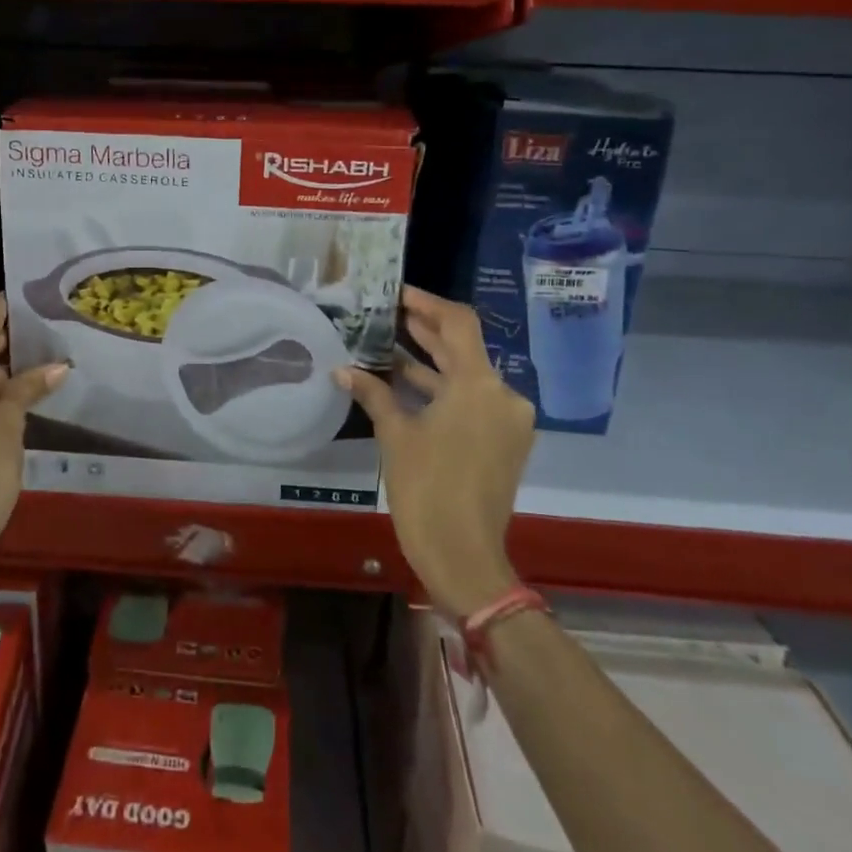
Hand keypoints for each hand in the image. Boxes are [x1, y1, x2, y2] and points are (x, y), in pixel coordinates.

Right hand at [335, 287, 534, 618]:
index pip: (459, 323)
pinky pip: (474, 402)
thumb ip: (374, 394)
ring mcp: (508, 420)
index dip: (429, 304)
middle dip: (427, 330)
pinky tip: (409, 385)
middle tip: (390, 314)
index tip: (398, 295)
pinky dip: (445, 391)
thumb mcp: (396, 436)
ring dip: (433, 362)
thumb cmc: (426, 489)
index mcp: (479, 386)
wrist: (464, 557)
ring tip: (392, 344)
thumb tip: (343, 369)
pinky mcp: (505, 442)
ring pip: (468, 377)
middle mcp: (502, 395)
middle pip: (465, 348)